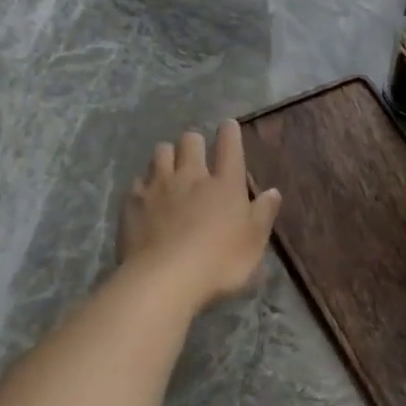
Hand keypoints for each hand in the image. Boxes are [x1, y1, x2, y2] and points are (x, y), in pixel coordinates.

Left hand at [120, 121, 281, 310]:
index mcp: (225, 185)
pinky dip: (145, 183)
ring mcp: (158, 187)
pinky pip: (139, 180)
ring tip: (171, 169)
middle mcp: (191, 177)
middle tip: (197, 154)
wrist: (164, 279)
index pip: (229, 147)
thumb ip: (263, 214)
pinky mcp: (132, 202)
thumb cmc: (219, 263)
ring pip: (161, 152)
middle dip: (195, 142)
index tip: (228, 126)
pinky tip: (148, 196)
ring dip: (168, 155)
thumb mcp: (254, 243)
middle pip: (190, 141)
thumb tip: (273, 192)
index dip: (230, 133)